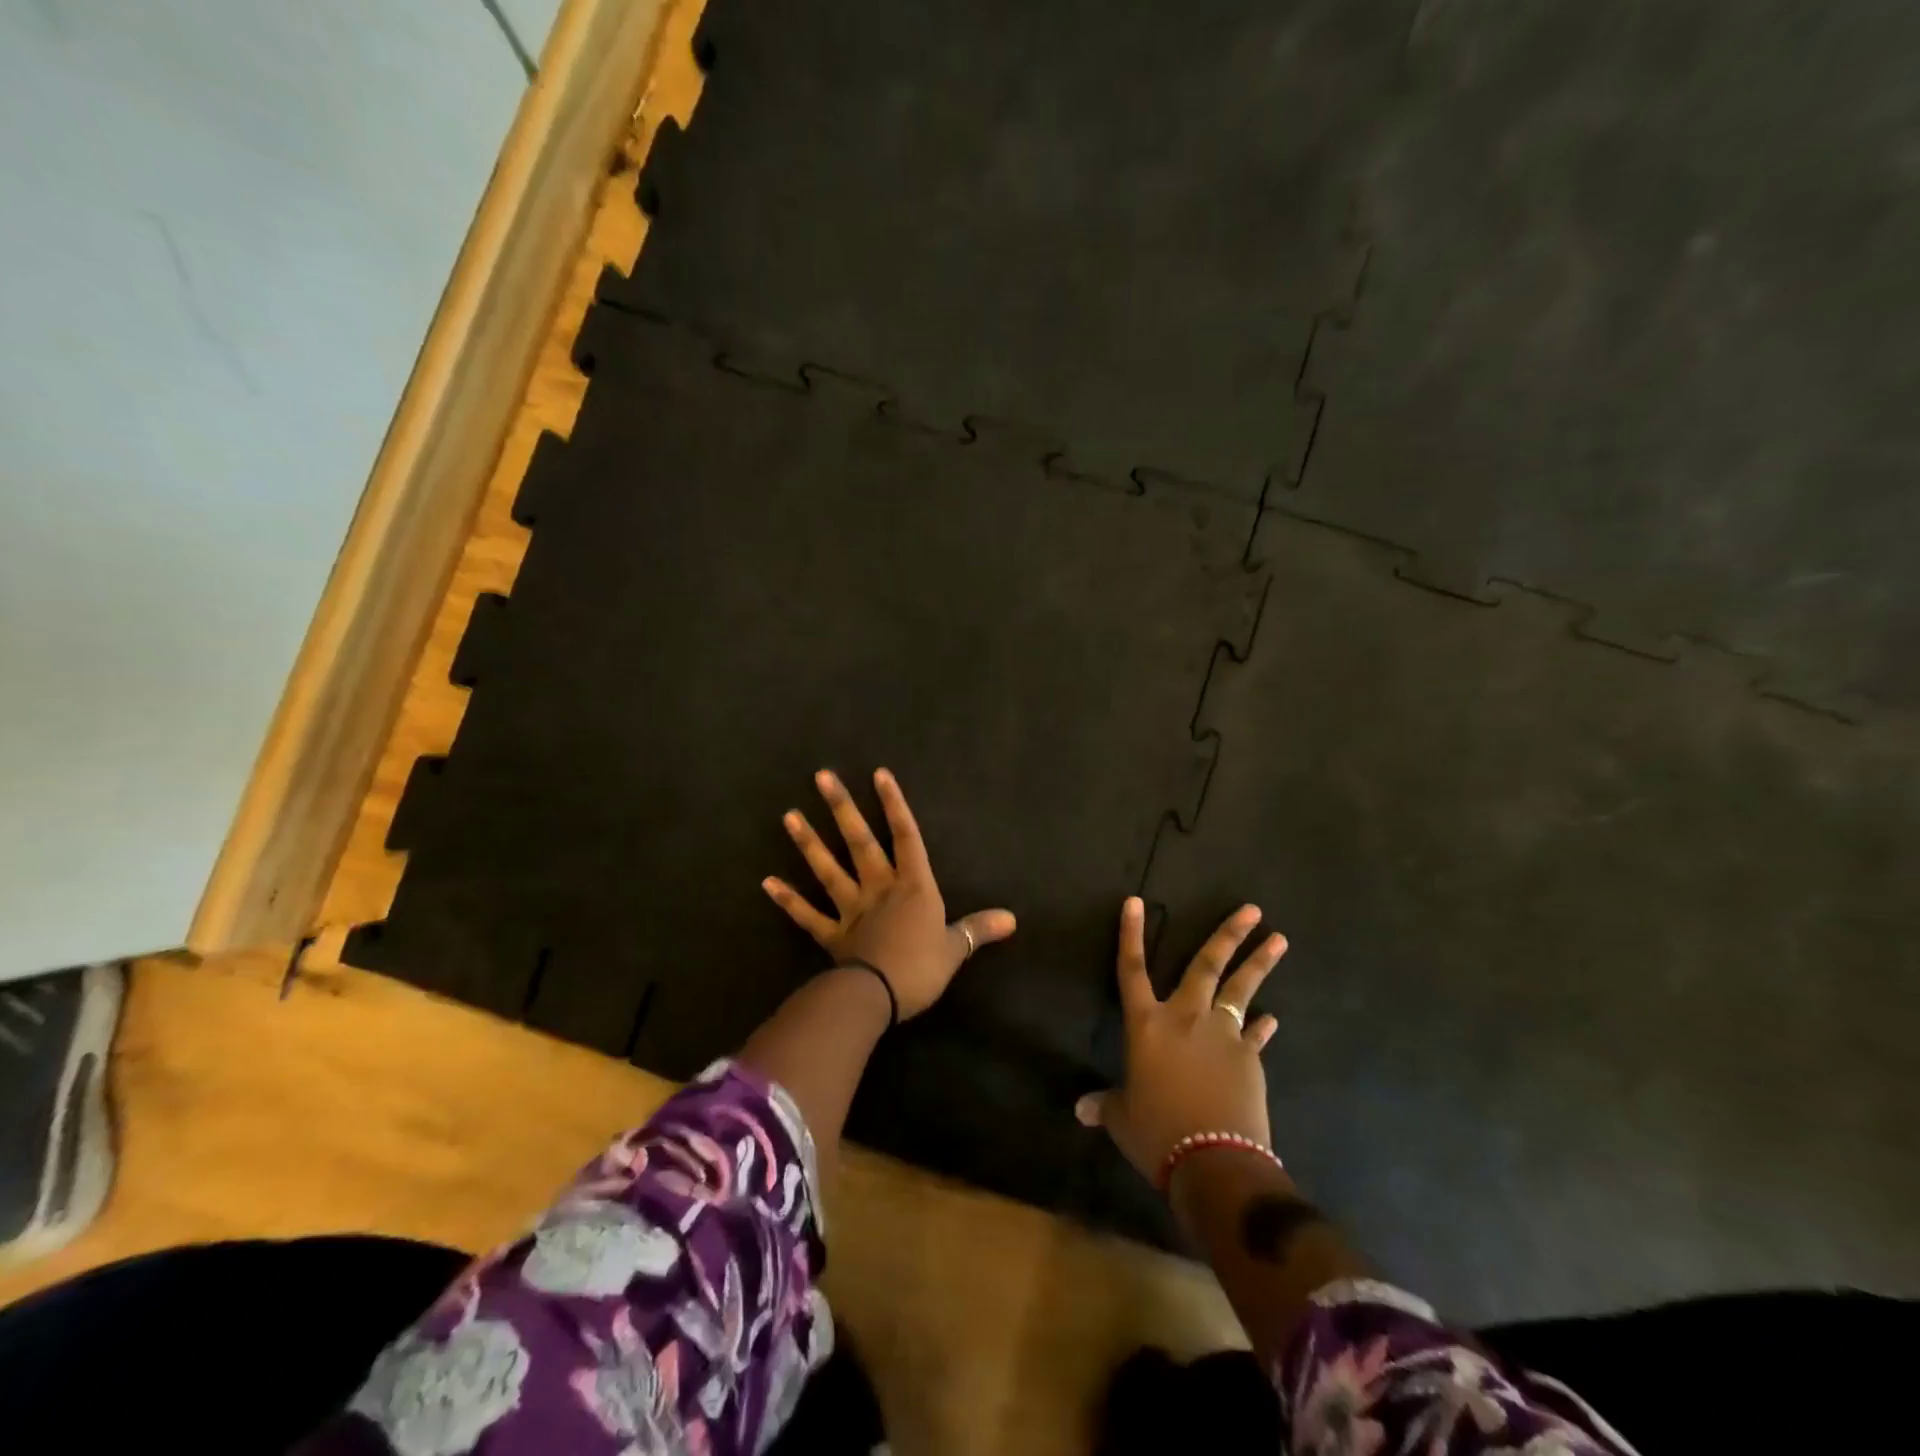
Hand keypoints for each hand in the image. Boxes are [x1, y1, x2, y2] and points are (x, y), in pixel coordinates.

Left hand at [762, 768, 1015, 1019]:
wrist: (879, 997)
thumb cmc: (921, 968)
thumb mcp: (955, 949)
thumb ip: (978, 929)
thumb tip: (1013, 918)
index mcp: (913, 887)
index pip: (906, 836)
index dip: (894, 804)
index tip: (878, 773)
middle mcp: (879, 889)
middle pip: (860, 842)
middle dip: (842, 808)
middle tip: (821, 776)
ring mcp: (851, 910)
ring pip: (828, 870)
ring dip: (809, 843)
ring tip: (789, 816)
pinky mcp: (831, 935)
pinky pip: (807, 915)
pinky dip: (788, 900)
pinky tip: (767, 882)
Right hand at [1077, 898, 1287, 1182]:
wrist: (1214, 1162)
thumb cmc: (1157, 1133)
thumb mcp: (1122, 1118)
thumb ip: (1105, 1105)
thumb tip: (1080, 1111)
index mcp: (1146, 1024)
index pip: (1131, 969)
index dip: (1130, 934)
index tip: (1134, 901)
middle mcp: (1186, 1017)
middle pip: (1206, 965)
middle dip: (1229, 934)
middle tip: (1253, 909)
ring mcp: (1223, 1035)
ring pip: (1241, 989)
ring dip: (1260, 963)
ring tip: (1280, 939)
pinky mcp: (1249, 1058)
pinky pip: (1255, 1034)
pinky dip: (1262, 1026)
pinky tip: (1272, 1019)